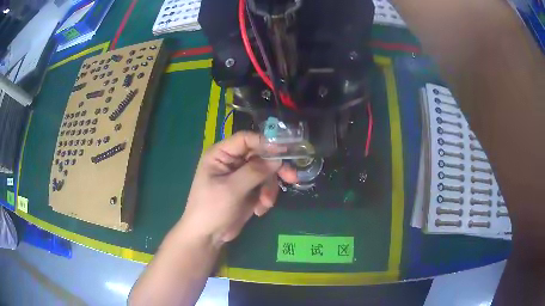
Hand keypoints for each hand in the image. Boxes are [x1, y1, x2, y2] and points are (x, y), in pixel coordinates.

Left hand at [179, 131, 296, 245]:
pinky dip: (265, 197)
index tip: (285, 150)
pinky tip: (259, 210)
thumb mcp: (232, 189)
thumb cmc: (212, 209)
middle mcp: (232, 161)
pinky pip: (264, 186)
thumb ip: (254, 172)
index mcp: (221, 154)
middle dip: (274, 169)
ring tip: (265, 204)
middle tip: (292, 178)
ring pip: (265, 172)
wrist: (208, 236)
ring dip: (269, 188)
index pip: (245, 139)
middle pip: (260, 155)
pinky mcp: (248, 189)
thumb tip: (278, 159)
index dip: (265, 142)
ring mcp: (241, 176)